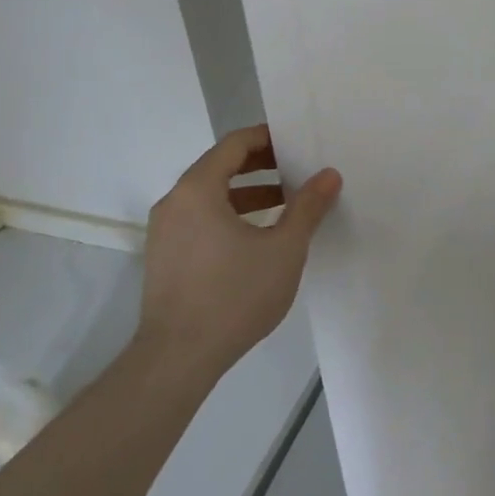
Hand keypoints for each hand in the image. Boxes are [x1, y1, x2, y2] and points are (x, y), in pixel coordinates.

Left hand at [138, 125, 342, 375]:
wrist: (178, 358)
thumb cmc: (234, 295)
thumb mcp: (284, 248)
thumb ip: (308, 207)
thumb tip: (329, 175)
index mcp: (198, 190)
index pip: (233, 144)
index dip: (267, 138)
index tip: (297, 141)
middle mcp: (175, 202)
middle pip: (219, 166)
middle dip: (261, 164)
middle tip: (297, 168)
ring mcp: (165, 231)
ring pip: (210, 195)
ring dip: (248, 192)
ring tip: (285, 202)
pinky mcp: (165, 257)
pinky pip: (200, 219)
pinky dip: (230, 214)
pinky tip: (258, 236)